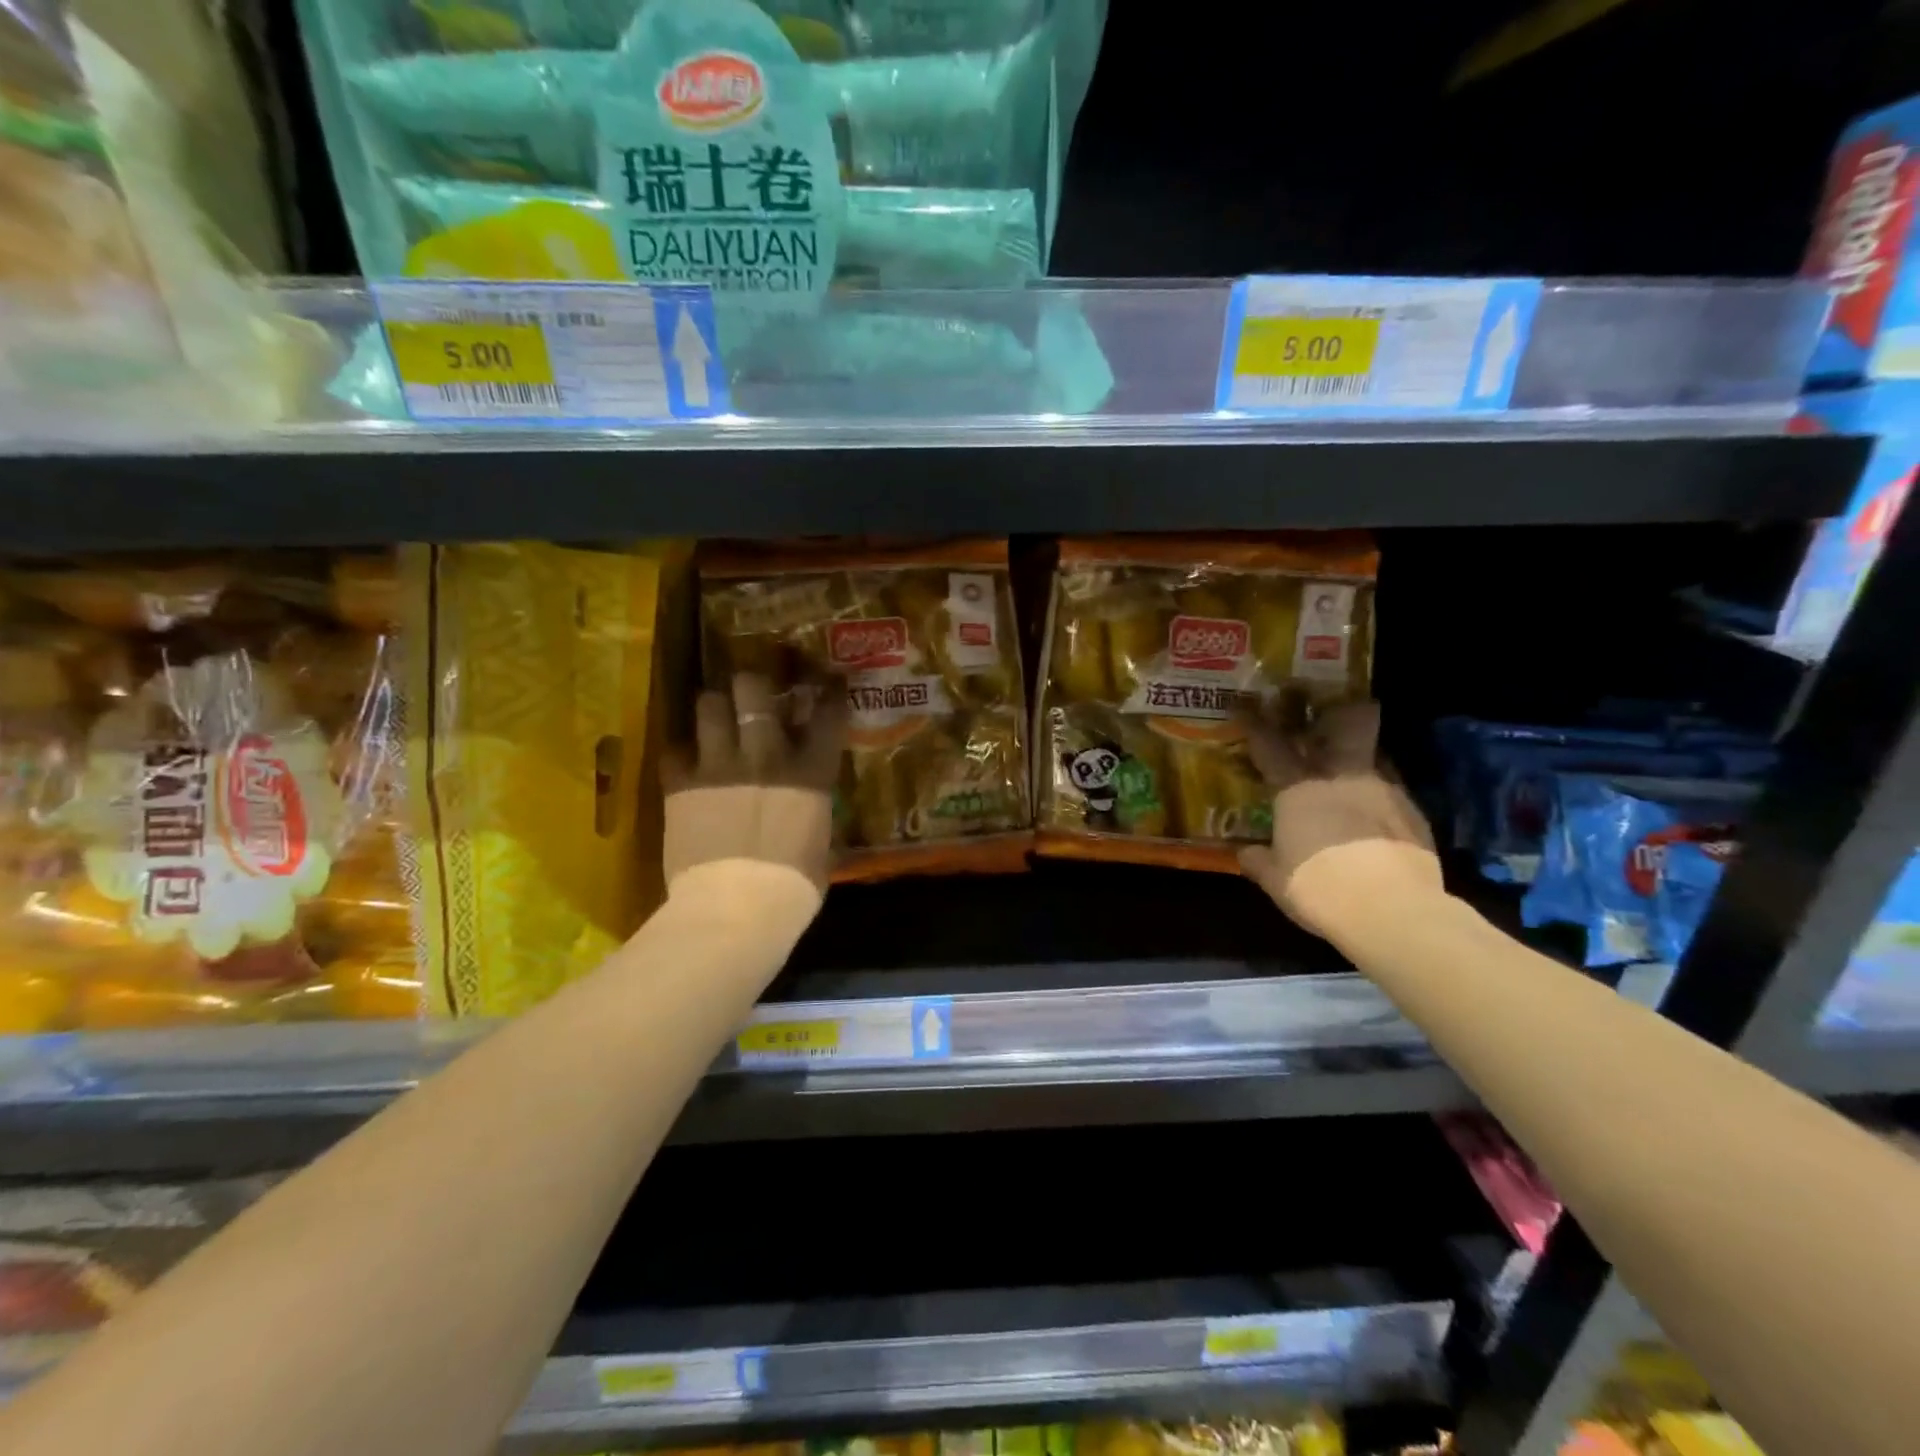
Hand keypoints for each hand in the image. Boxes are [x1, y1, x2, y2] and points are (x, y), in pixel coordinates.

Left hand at [662, 674, 846, 892]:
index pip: (826, 716)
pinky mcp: (681, 784)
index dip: (827, 693)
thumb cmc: (794, 887)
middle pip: (753, 690)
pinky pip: (674, 750)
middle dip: (751, 685)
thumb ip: (814, 816)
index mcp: (810, 774)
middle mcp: (766, 755)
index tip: (826, 683)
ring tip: (712, 717)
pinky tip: (684, 763)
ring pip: (708, 705)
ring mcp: (720, 765)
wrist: (738, 906)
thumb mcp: (821, 847)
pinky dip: (680, 753)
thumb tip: (811, 813)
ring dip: (712, 708)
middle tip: (749, 693)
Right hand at [1236, 701, 1445, 938]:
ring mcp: (1384, 790)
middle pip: (1347, 724)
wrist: (1393, 910)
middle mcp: (1342, 777)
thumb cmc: (1319, 888)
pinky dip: (1380, 798)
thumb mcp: (1277, 880)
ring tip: (1352, 775)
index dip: (1255, 722)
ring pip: (1374, 755)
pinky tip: (1376, 821)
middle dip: (1340, 711)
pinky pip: (1393, 791)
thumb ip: (1259, 861)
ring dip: (1362, 758)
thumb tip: (1245, 852)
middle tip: (1331, 713)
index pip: (1270, 744)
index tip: (1245, 704)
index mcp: (1298, 789)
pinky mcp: (1415, 813)